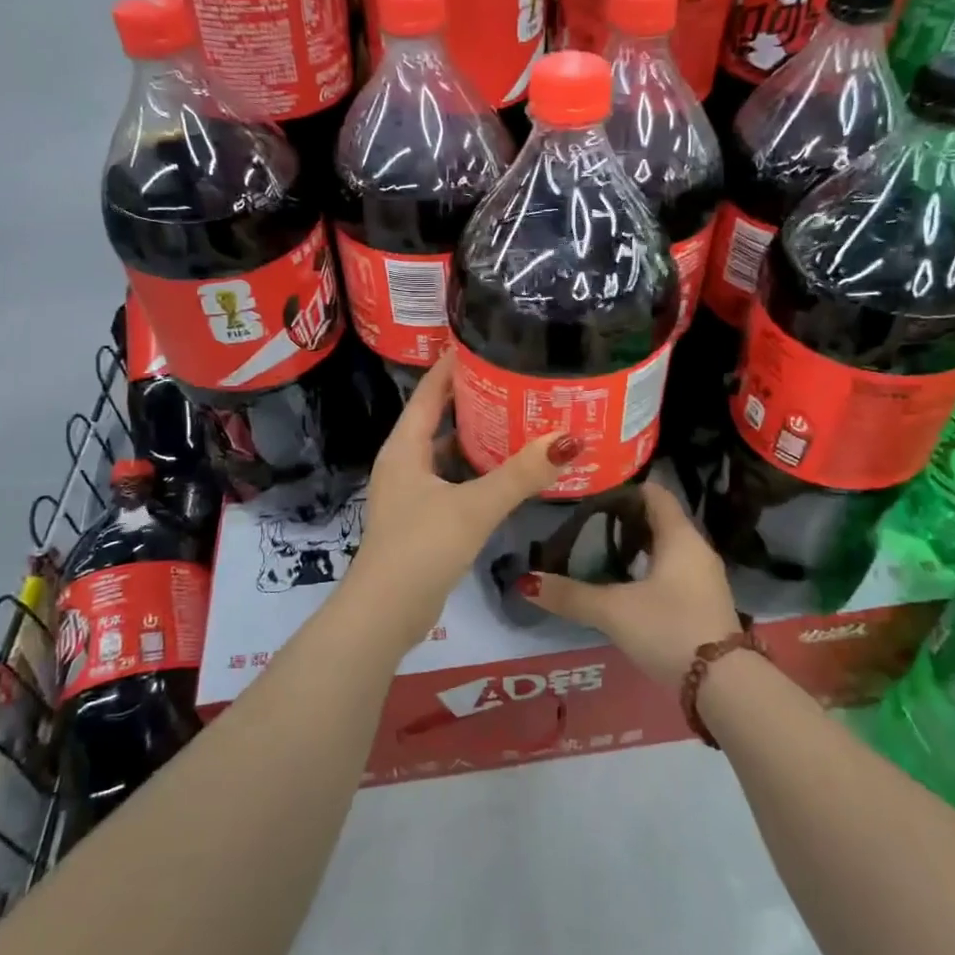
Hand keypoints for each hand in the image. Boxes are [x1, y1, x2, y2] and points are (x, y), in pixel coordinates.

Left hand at [349, 350, 576, 635]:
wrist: (385, 614)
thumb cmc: (421, 548)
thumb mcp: (474, 506)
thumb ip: (520, 474)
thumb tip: (568, 440)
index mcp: (405, 447)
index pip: (430, 391)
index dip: (454, 365)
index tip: (487, 340)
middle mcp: (405, 463)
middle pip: (440, 418)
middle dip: (475, 399)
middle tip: (518, 380)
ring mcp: (412, 492)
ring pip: (448, 452)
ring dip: (478, 437)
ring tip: (520, 419)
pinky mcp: (423, 518)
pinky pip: (454, 480)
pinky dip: (478, 470)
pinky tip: (508, 472)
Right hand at [520, 481, 741, 686]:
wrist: (724, 684)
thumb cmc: (669, 628)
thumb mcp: (613, 611)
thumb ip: (570, 595)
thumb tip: (526, 582)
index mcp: (680, 536)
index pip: (654, 493)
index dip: (624, 490)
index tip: (592, 495)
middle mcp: (696, 549)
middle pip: (660, 520)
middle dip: (625, 520)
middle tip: (587, 525)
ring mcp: (704, 577)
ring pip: (666, 548)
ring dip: (637, 547)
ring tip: (599, 553)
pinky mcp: (704, 602)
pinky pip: (673, 572)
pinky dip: (649, 569)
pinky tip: (625, 586)